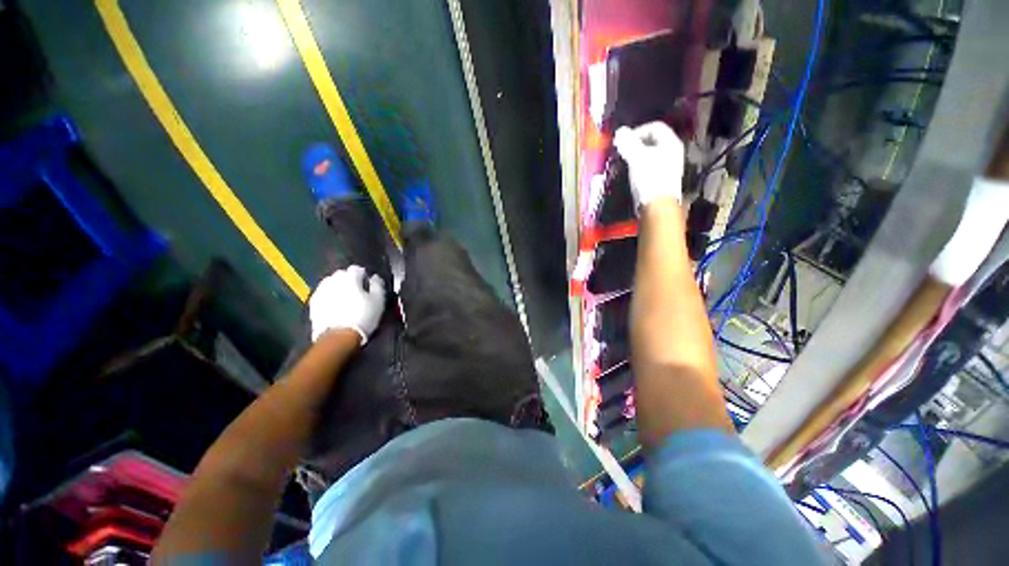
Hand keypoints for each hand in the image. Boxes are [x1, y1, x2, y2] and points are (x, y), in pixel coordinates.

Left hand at [310, 265, 385, 344]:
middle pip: (342, 274)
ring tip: (346, 299)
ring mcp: (320, 291)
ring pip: (331, 283)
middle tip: (358, 292)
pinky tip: (335, 307)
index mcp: (349, 277)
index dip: (364, 276)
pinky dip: (329, 297)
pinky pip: (323, 295)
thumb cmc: (363, 316)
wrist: (339, 336)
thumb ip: (378, 285)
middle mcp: (332, 280)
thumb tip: (375, 277)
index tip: (369, 286)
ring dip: (338, 287)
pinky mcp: (313, 303)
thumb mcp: (379, 300)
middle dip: (349, 280)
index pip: (357, 269)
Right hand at [613, 121, 684, 208]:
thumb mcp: (636, 158)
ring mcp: (669, 165)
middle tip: (623, 151)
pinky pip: (651, 165)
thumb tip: (620, 131)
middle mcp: (673, 151)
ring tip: (626, 162)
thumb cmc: (649, 178)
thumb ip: (628, 143)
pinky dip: (640, 165)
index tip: (624, 141)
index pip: (654, 127)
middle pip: (653, 140)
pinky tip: (633, 173)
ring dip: (637, 155)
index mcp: (670, 142)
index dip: (637, 131)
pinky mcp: (663, 178)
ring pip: (651, 153)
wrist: (657, 205)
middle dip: (636, 144)